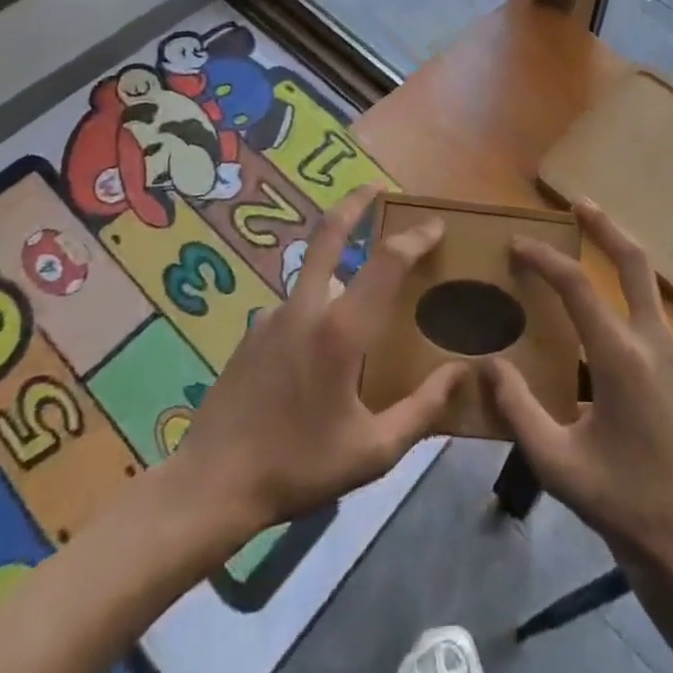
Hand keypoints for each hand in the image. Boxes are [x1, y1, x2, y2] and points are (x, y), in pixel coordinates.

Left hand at [176, 185, 468, 532]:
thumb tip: (461, 373)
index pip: (386, 262)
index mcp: (341, 330)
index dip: (414, 238)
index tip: (435, 226)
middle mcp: (306, 307)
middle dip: (356, 202)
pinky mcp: (253, 332)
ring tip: (363, 298)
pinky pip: (297, 307)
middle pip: (330, 232)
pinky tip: (321, 353)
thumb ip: (422, 410)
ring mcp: (273, 315)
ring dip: (340, 268)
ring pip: (315, 275)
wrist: (211, 485)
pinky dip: (318, 309)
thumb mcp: (372, 452)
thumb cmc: (299, 467)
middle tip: (377, 187)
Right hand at [482, 201, 672, 580]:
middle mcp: (655, 342)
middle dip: (605, 227)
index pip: (577, 286)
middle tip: (578, 205)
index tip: (517, 245)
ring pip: (645, 294)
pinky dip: (624, 319)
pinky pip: (651, 331)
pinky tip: (602, 353)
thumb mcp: (560, 466)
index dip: (544, 259)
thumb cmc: (630, 504)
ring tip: (579, 280)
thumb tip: (488, 367)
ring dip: (615, 271)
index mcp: (621, 356)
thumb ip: (518, 411)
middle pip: (634, 262)